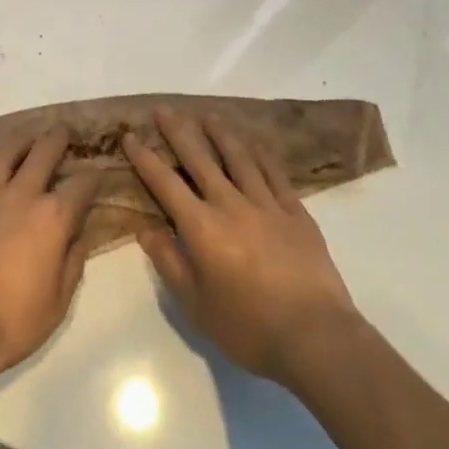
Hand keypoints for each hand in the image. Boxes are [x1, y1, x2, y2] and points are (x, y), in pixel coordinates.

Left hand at [0, 129, 97, 396]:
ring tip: (26, 136)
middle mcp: (21, 195)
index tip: (97, 173)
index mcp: (53, 218)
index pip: (81, 184)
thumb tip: (81, 234)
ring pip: (4, 151)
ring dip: (19, 139)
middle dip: (57, 138)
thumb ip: (73, 261)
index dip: (93, 176)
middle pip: (43, 152)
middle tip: (62, 131)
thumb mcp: (60, 300)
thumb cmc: (15, 322)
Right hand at [125, 109, 361, 388]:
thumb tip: (146, 228)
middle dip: (179, 132)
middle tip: (164, 109)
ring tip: (207, 114)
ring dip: (220, 133)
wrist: (317, 338)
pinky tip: (255, 143)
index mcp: (202, 227)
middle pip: (200, 159)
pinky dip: (262, 155)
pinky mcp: (296, 213)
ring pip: (239, 158)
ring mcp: (267, 205)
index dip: (145, 158)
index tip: (131, 136)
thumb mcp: (195, 305)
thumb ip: (169, 262)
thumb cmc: (249, 328)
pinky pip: (275, 174)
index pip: (165, 183)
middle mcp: (231, 205)